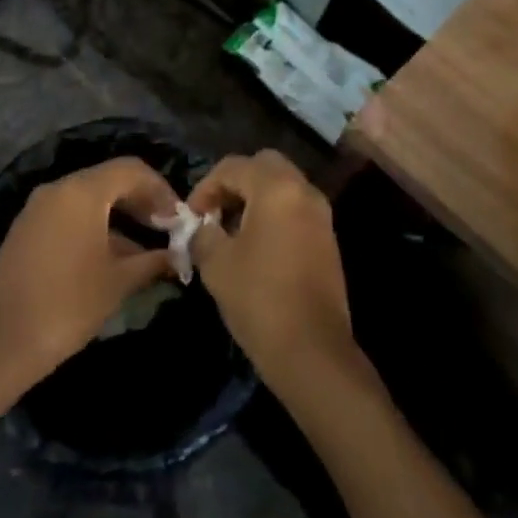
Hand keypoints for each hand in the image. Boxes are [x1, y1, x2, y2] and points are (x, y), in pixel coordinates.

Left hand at [0, 157, 179, 399]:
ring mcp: (38, 208)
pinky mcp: (26, 229)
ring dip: (120, 214)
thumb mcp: (118, 282)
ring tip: (145, 246)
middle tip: (166, 228)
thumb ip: (152, 261)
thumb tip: (177, 256)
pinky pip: (70, 214)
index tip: (179, 218)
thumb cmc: (67, 305)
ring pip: (89, 197)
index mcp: (82, 191)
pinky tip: (112, 256)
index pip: (131, 170)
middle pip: (109, 179)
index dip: (160, 190)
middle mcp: (58, 189)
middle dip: (141, 200)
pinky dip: (96, 225)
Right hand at [186, 151, 356, 389]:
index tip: (190, 217)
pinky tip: (254, 247)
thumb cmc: (259, 298)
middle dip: (234, 183)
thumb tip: (200, 227)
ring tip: (229, 232)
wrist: (312, 351)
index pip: (233, 166)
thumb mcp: (216, 263)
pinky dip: (273, 214)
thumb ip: (202, 233)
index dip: (205, 187)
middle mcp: (304, 190)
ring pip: (282, 187)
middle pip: (263, 166)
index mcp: (276, 188)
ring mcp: (321, 215)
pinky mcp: (327, 239)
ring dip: (254, 198)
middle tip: (214, 213)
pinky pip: (294, 209)